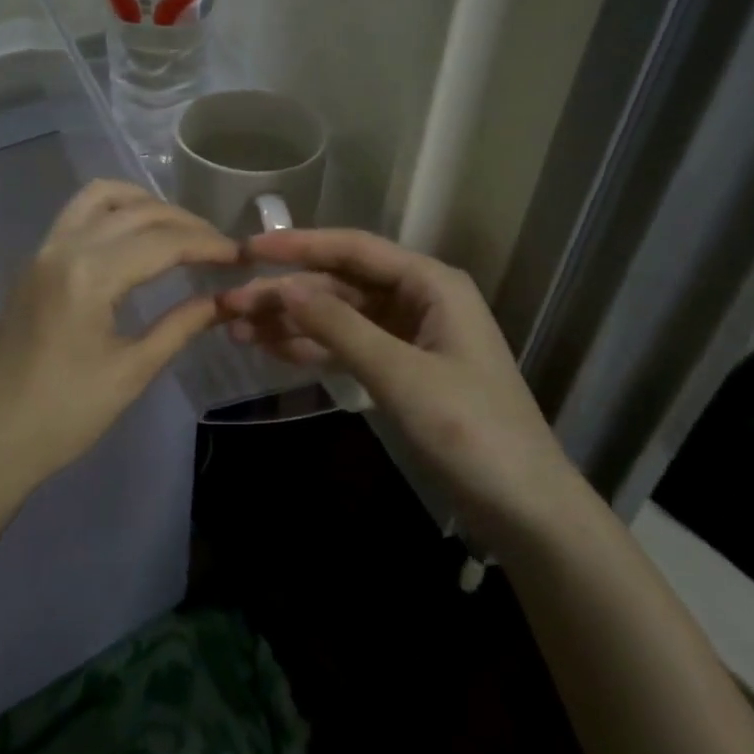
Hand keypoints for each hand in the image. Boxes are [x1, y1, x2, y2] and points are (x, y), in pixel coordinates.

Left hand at [0, 180, 238, 499]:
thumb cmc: (67, 413)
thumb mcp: (133, 371)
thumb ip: (181, 325)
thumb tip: (224, 300)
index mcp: (89, 276)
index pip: (162, 242)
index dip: (207, 245)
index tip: (240, 256)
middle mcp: (64, 248)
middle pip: (136, 212)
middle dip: (184, 223)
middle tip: (218, 247)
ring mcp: (43, 251)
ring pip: (100, 197)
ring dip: (144, 203)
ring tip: (177, 230)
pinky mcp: (34, 262)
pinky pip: (76, 214)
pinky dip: (112, 211)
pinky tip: (134, 237)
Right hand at [218, 230, 581, 542]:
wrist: (524, 508)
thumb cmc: (472, 431)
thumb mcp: (401, 374)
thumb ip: (340, 327)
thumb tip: (284, 288)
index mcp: (431, 283)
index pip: (353, 249)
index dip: (298, 246)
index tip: (246, 249)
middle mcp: (419, 299)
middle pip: (340, 284)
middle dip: (286, 293)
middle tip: (229, 304)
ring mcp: (409, 336)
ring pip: (339, 316)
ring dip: (291, 322)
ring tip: (236, 329)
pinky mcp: (401, 370)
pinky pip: (348, 347)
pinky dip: (312, 348)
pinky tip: (272, 350)